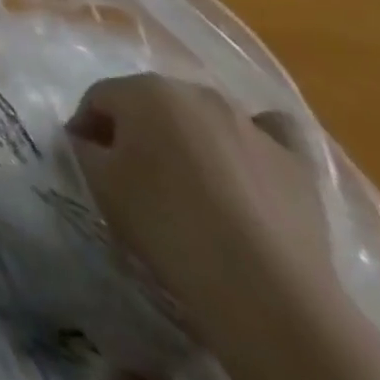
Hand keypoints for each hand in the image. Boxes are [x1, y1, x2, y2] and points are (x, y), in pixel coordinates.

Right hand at [67, 72, 332, 339]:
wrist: (264, 289)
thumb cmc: (166, 224)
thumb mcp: (101, 185)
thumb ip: (85, 149)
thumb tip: (90, 141)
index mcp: (143, 90)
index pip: (99, 97)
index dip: (86, 126)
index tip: (83, 159)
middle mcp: (195, 92)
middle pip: (150, 102)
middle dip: (136, 129)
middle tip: (130, 172)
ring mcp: (249, 123)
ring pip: (203, 117)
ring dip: (188, 138)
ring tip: (188, 184)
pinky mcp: (295, 160)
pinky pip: (269, 132)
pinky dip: (254, 140)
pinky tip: (248, 162)